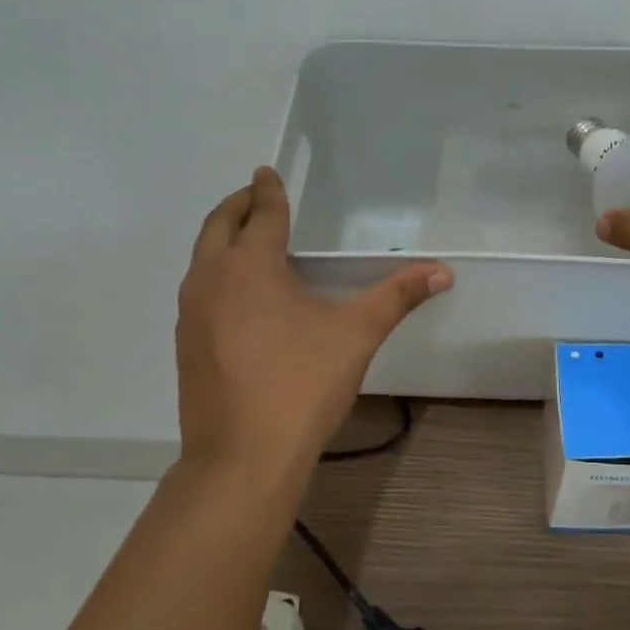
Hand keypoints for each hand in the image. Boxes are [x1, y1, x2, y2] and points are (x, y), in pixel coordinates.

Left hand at [176, 167, 451, 475]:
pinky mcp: (186, 344)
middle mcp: (210, 279)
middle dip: (238, 205)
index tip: (266, 172)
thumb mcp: (356, 334)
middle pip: (218, 227)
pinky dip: (217, 274)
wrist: (243, 457)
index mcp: (249, 266)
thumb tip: (443, 270)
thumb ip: (397, 296)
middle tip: (255, 195)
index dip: (268, 190)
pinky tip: (240, 297)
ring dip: (223, 240)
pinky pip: (200, 290)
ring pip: (202, 260)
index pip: (262, 214)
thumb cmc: (301, 384)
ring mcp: (191, 314)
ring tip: (248, 240)